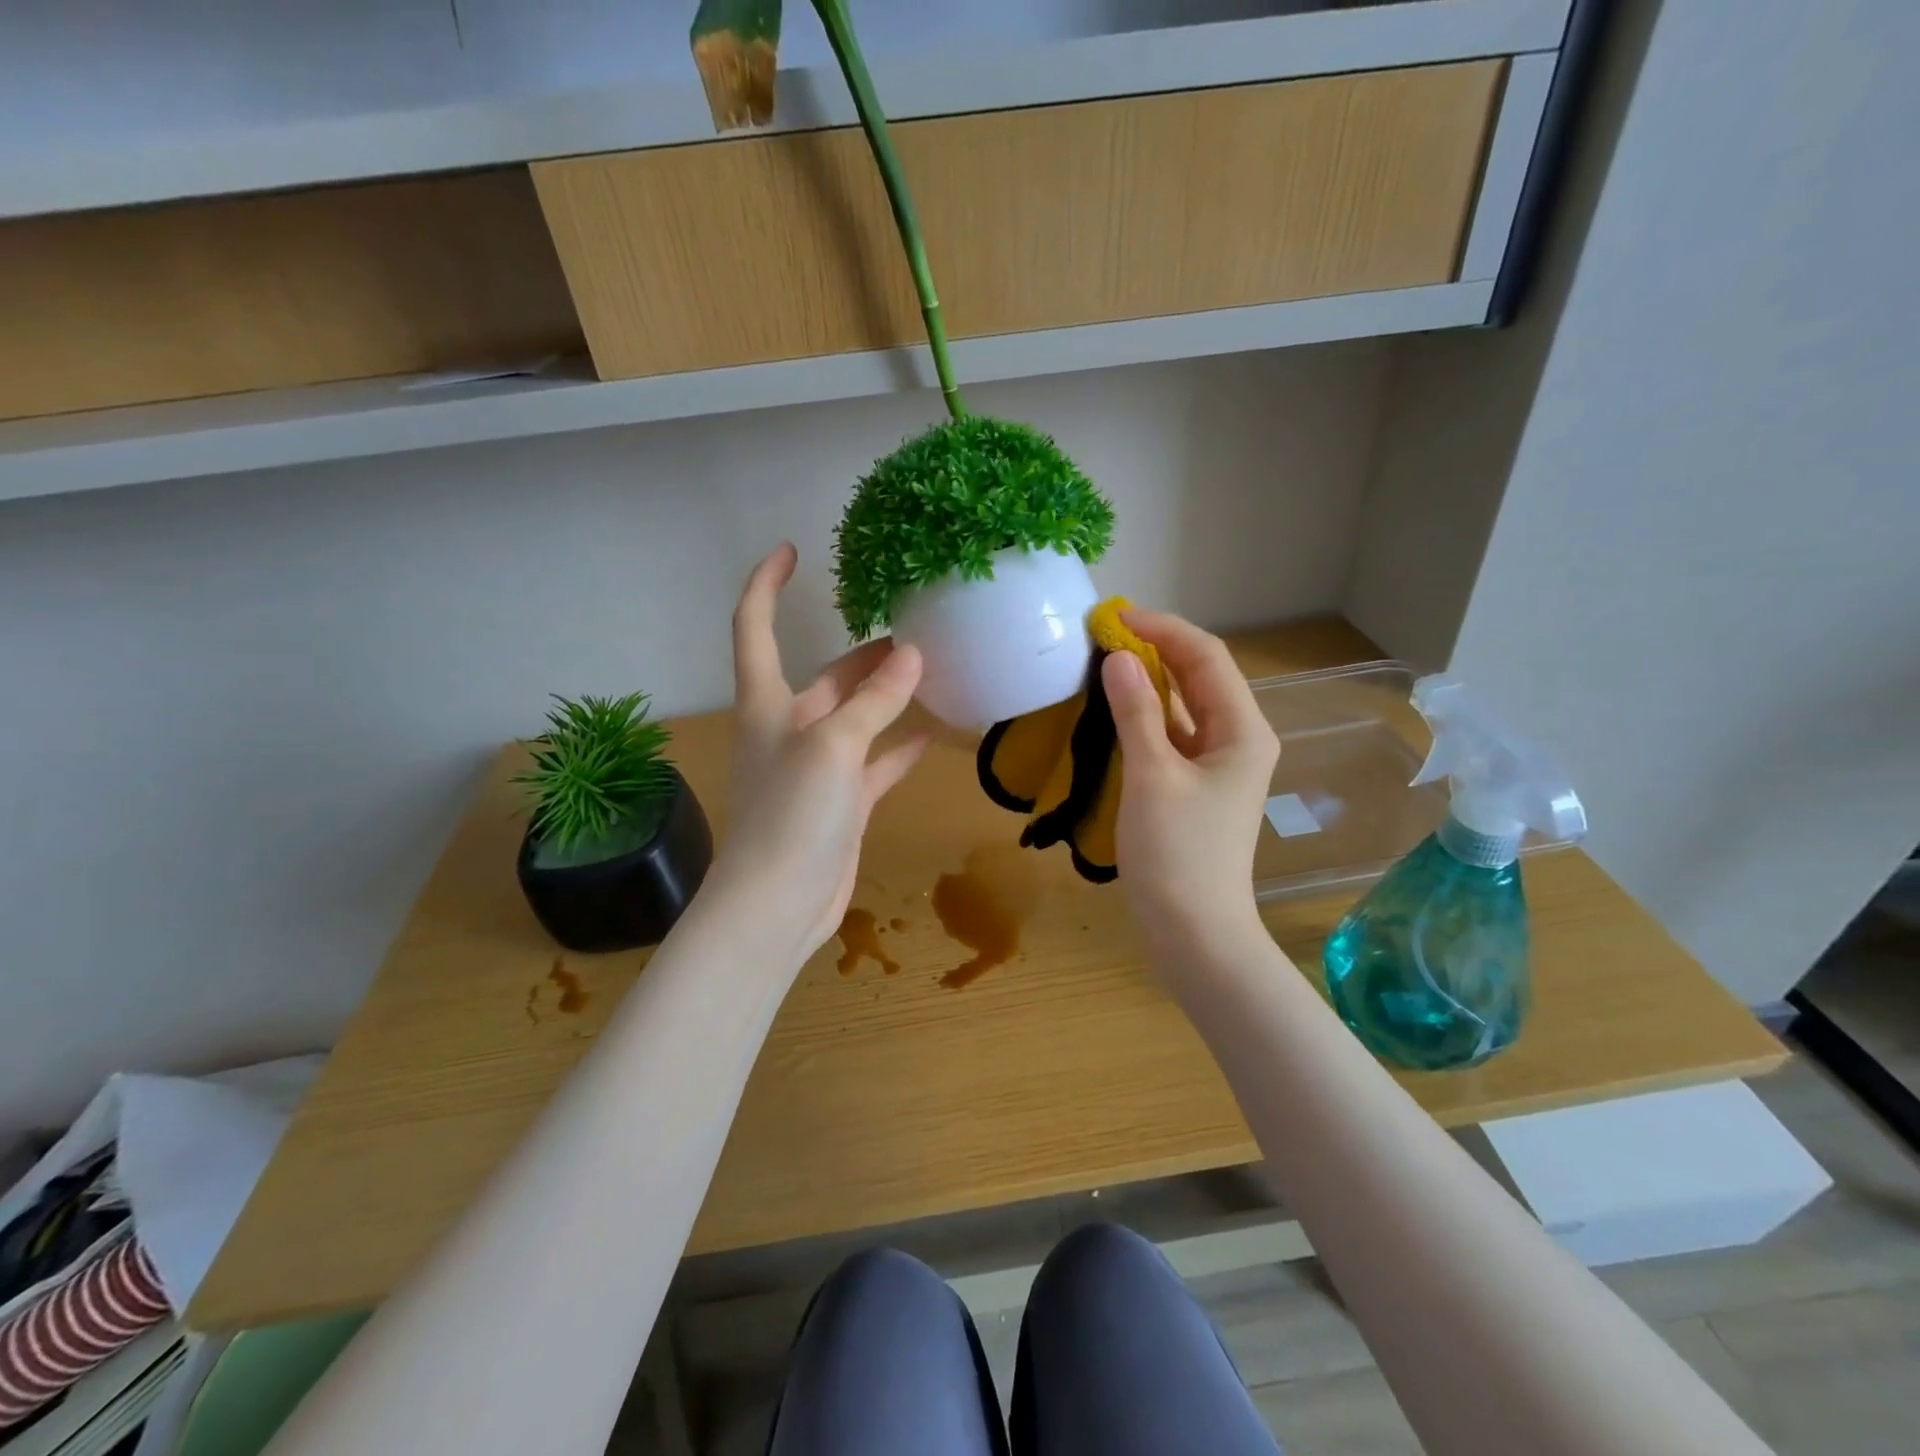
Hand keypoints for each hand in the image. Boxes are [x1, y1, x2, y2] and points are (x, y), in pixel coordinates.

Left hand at [704, 543, 930, 961]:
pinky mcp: (842, 804)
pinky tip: (935, 735)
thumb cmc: (791, 816)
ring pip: (857, 718)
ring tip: (930, 671)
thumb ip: (874, 701)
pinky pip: (876, 764)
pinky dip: (901, 748)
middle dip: (862, 653)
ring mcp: (818, 769)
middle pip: (825, 676)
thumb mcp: (833, 747)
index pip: (754, 628)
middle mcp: (789, 730)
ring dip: (887, 696)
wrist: (777, 906)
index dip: (766, 585)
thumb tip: (912, 655)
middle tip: (912, 630)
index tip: (790, 549)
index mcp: (768, 705)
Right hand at [1102, 610, 1278, 956]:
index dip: (1162, 628)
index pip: (1205, 656)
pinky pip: (1173, 735)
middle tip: (1103, 636)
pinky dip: (1146, 715)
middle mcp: (1238, 738)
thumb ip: (1136, 712)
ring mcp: (1218, 764)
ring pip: (1184, 705)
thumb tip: (1119, 656)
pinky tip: (1115, 710)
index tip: (1113, 617)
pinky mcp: (1196, 786)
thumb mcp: (1152, 776)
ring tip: (1104, 663)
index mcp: (1243, 730)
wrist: (1195, 933)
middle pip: (1199, 676)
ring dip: (1149, 680)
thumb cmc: (1177, 854)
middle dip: (1155, 649)